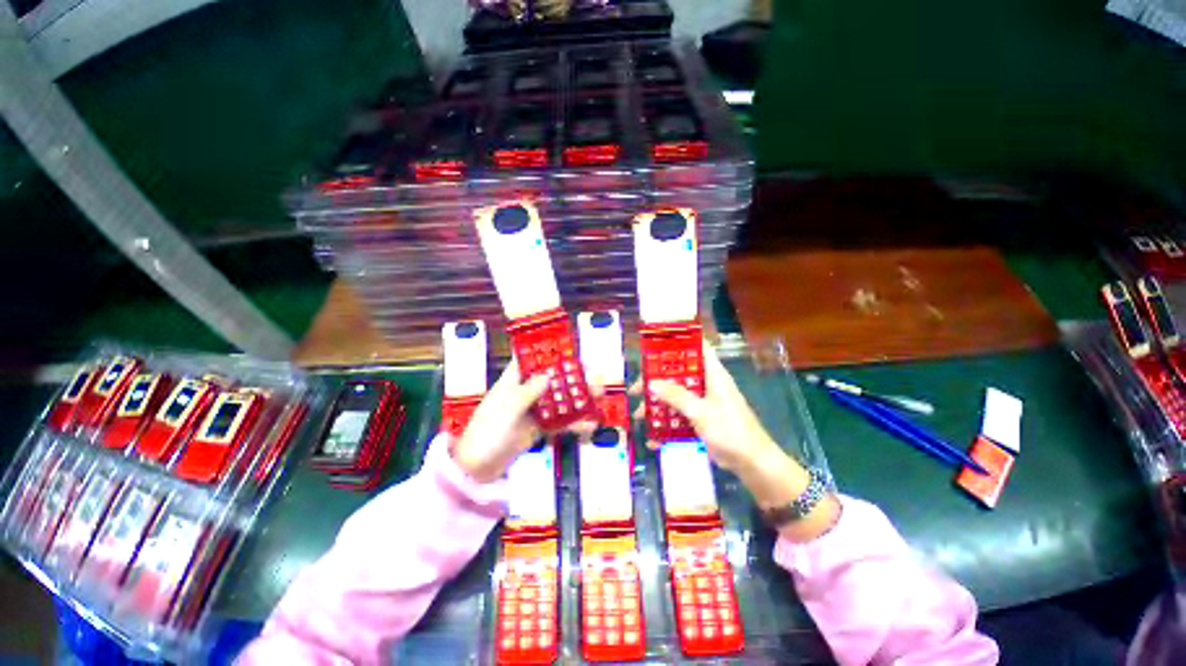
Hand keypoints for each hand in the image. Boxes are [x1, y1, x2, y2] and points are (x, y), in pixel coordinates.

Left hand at [453, 361, 599, 482]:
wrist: (477, 469)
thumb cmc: (487, 432)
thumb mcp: (506, 409)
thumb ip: (528, 392)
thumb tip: (548, 374)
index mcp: (513, 381)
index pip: (531, 359)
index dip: (549, 353)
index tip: (571, 350)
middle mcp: (526, 392)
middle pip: (553, 379)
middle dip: (573, 377)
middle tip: (595, 376)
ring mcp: (534, 410)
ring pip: (560, 399)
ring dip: (579, 398)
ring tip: (600, 397)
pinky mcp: (540, 428)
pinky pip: (560, 422)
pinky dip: (574, 423)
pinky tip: (590, 425)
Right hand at [633, 343, 838, 541]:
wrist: (752, 464)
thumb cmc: (730, 430)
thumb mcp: (700, 411)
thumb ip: (676, 396)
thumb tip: (651, 382)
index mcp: (713, 374)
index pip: (697, 348)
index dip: (678, 343)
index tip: (654, 347)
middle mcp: (707, 384)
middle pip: (679, 375)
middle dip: (657, 380)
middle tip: (637, 388)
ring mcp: (704, 403)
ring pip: (677, 396)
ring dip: (659, 405)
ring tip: (639, 414)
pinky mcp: (702, 419)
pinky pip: (680, 416)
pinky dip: (667, 423)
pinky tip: (653, 437)